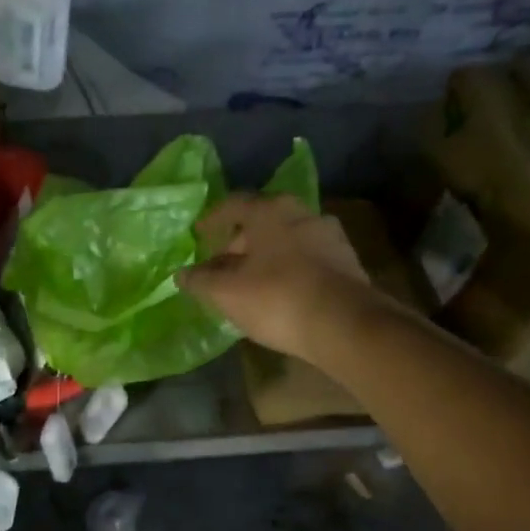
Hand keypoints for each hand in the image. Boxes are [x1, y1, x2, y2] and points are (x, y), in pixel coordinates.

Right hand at [177, 194, 380, 362]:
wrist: (345, 325)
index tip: (199, 235)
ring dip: (266, 257)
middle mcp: (303, 213)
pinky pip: (307, 260)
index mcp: (271, 211)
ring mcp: (330, 237)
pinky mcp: (347, 263)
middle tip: (222, 265)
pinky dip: (289, 270)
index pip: (234, 205)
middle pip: (262, 222)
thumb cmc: (277, 298)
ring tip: (249, 282)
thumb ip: (200, 280)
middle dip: (239, 242)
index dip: (212, 220)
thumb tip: (182, 274)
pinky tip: (279, 294)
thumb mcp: (226, 293)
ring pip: (286, 241)